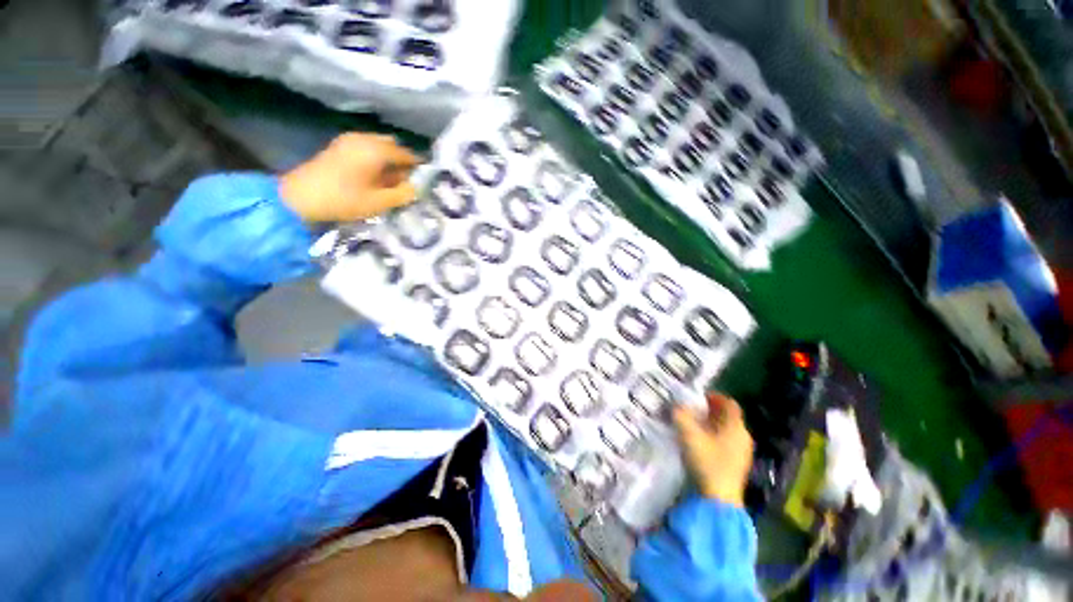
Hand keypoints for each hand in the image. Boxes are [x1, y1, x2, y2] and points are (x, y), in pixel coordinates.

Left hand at [280, 133, 420, 222]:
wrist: (300, 197)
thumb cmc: (344, 200)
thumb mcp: (380, 202)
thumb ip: (404, 194)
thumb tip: (418, 188)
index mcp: (377, 150)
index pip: (408, 155)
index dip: (418, 168)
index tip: (425, 182)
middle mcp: (365, 139)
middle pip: (393, 146)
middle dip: (403, 162)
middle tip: (406, 183)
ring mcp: (350, 140)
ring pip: (379, 145)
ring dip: (389, 160)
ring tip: (391, 182)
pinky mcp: (339, 146)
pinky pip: (366, 147)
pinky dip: (375, 158)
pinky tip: (374, 176)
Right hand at [673, 394, 753, 506]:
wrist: (719, 500)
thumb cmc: (706, 462)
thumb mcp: (688, 435)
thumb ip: (681, 416)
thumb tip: (676, 405)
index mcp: (736, 427)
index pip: (730, 404)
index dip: (715, 397)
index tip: (698, 397)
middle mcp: (743, 436)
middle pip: (729, 417)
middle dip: (711, 411)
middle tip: (693, 410)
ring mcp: (743, 452)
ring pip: (728, 430)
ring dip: (712, 424)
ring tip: (694, 425)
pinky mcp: (738, 464)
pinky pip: (727, 442)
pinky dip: (715, 437)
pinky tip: (701, 443)